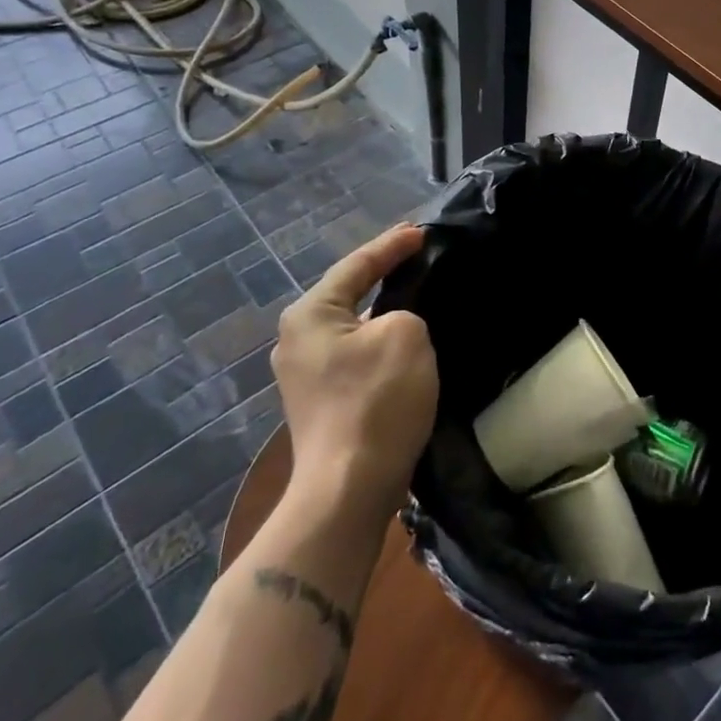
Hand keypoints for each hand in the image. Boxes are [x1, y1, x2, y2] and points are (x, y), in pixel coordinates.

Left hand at [272, 225, 437, 516]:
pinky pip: (356, 355)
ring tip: (417, 294)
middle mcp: (298, 339)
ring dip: (384, 311)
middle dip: (384, 274)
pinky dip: (381, 342)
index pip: (358, 265)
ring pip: (354, 327)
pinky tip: (405, 344)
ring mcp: (306, 375)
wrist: (349, 489)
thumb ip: (405, 311)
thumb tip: (395, 326)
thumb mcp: (405, 334)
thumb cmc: (376, 401)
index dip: (393, 245)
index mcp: (310, 314)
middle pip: (349, 293)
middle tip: (418, 255)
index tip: (422, 231)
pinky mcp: (322, 402)